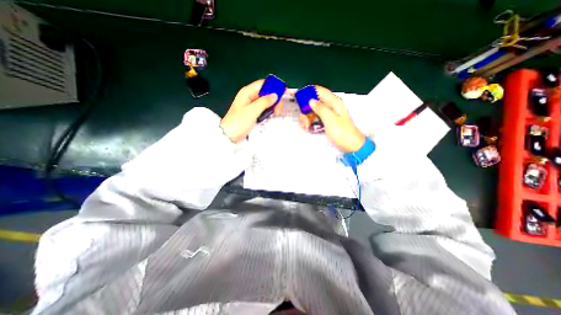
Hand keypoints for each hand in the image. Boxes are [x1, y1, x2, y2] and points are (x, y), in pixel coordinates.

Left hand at [221, 79, 279, 141]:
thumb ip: (264, 102)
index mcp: (247, 92)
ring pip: (266, 102)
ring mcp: (253, 107)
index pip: (262, 84)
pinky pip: (264, 110)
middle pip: (266, 93)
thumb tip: (275, 95)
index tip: (283, 93)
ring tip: (276, 114)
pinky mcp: (254, 114)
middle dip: (274, 99)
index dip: (273, 86)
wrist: (229, 136)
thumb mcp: (252, 111)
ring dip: (273, 107)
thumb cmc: (238, 122)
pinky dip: (269, 112)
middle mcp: (250, 97)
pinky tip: (272, 116)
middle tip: (278, 109)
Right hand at [303, 86, 369, 152]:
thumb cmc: (342, 133)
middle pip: (313, 102)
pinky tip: (308, 129)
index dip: (308, 93)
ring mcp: (328, 114)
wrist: (352, 146)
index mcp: (334, 102)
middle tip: (303, 122)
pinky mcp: (326, 122)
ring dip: (306, 118)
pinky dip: (310, 122)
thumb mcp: (330, 120)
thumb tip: (310, 100)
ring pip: (313, 111)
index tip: (299, 102)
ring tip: (305, 127)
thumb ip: (321, 109)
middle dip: (306, 110)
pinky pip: (315, 118)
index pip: (318, 91)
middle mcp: (330, 106)